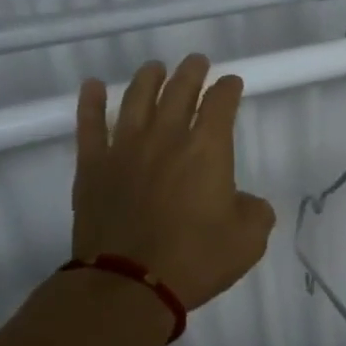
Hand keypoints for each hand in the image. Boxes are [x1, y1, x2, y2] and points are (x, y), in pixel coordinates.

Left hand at [72, 55, 276, 310]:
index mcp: (207, 150)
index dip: (228, 89)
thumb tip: (243, 201)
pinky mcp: (93, 166)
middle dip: (191, 73)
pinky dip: (91, 102)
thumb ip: (255, 211)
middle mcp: (165, 138)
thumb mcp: (249, 240)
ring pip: (136, 98)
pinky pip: (90, 124)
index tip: (231, 83)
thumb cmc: (195, 260)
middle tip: (196, 62)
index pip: (220, 104)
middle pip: (179, 91)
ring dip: (148, 78)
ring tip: (154, 68)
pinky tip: (94, 86)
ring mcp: (124, 148)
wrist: (130, 284)